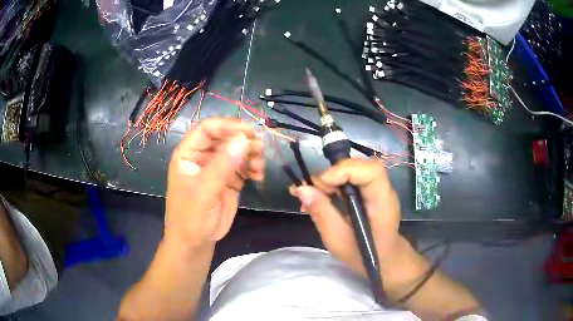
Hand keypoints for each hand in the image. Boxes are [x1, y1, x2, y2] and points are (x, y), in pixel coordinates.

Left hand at [165, 118, 263, 247]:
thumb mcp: (204, 190)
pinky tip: (258, 176)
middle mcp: (204, 156)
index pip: (208, 129)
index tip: (249, 132)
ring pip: (237, 150)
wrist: (195, 241)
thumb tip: (244, 140)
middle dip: (243, 141)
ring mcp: (217, 167)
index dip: (228, 126)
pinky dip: (254, 168)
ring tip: (259, 168)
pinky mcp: (230, 179)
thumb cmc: (191, 216)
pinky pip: (244, 166)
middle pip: (226, 137)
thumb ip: (223, 165)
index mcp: (189, 153)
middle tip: (259, 150)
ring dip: (251, 154)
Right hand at [290, 158, 400, 276]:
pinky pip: (352, 179)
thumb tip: (301, 189)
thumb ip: (322, 213)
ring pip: (353, 170)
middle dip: (332, 175)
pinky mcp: (371, 191)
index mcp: (382, 203)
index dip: (345, 170)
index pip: (371, 171)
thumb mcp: (338, 240)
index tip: (321, 184)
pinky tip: (321, 197)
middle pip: (360, 166)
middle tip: (311, 192)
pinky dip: (334, 184)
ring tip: (313, 196)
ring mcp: (379, 189)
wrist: (384, 259)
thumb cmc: (363, 255)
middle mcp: (384, 190)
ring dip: (330, 180)